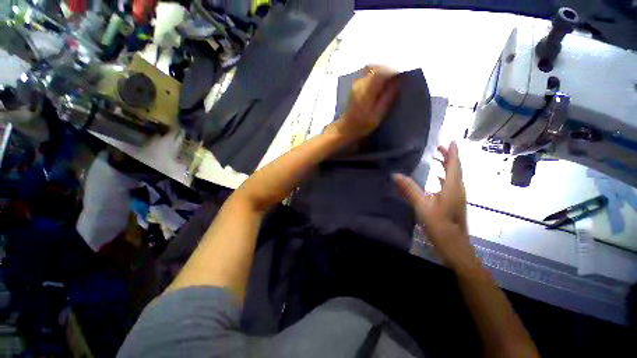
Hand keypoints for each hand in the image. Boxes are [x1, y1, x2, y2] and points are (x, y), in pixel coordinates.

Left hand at [328, 65, 398, 139]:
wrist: (344, 129)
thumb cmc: (361, 125)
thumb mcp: (377, 115)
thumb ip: (387, 98)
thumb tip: (398, 82)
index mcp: (366, 89)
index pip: (381, 71)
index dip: (392, 71)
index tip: (400, 76)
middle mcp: (359, 82)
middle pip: (375, 67)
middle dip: (387, 70)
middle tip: (395, 79)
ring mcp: (355, 83)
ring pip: (370, 69)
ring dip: (380, 72)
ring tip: (388, 82)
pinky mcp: (354, 86)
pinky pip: (366, 74)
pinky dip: (374, 76)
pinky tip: (378, 85)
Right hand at [394, 142, 477, 271]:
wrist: (454, 246)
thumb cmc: (439, 225)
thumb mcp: (422, 206)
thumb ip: (409, 189)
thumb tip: (396, 175)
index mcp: (453, 187)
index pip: (454, 165)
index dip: (453, 152)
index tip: (451, 140)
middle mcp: (458, 190)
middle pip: (456, 169)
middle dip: (449, 157)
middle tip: (440, 148)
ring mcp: (458, 197)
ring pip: (455, 176)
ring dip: (448, 166)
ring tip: (439, 159)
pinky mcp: (455, 203)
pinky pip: (452, 184)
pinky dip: (445, 177)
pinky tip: (438, 179)